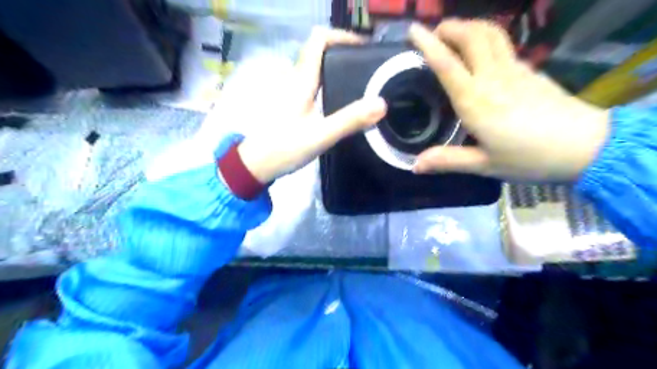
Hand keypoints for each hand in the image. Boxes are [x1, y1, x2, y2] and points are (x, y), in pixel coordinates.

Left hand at [239, 28, 385, 182]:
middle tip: (371, 68)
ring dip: (340, 69)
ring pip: (319, 69)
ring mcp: (295, 93)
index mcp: (302, 80)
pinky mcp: (296, 105)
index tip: (364, 48)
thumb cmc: (285, 147)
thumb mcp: (320, 135)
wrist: (259, 164)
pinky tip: (346, 100)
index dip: (341, 36)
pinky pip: (317, 85)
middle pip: (321, 53)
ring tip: (364, 82)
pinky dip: (333, 84)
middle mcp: (297, 80)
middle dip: (346, 53)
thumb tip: (381, 104)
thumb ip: (349, 120)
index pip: (318, 41)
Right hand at [410, 20, 607, 181]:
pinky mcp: (529, 70)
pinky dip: (486, 39)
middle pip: (471, 36)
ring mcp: (514, 70)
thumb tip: (415, 166)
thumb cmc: (529, 158)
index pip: (446, 64)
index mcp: (475, 101)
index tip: (413, 31)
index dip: (427, 44)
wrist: (585, 146)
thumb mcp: (484, 165)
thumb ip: (447, 161)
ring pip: (490, 33)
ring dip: (469, 26)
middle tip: (433, 34)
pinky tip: (481, 55)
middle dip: (450, 27)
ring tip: (455, 35)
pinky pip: (503, 45)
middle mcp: (492, 78)